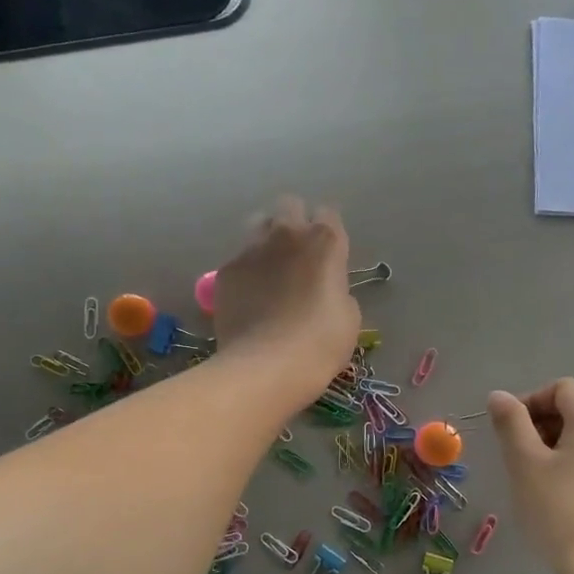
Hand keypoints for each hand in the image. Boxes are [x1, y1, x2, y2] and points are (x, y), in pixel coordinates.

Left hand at [213, 197, 360, 407]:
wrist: (266, 366)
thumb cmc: (320, 343)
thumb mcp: (349, 317)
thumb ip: (338, 289)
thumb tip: (325, 289)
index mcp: (325, 241)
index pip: (329, 213)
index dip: (328, 232)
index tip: (328, 254)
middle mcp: (286, 234)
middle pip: (289, 206)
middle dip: (294, 222)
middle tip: (297, 254)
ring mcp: (251, 249)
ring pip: (258, 225)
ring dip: (266, 240)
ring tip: (269, 271)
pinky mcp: (225, 270)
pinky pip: (238, 259)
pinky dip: (245, 272)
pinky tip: (249, 298)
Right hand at [488, 379, 573, 573]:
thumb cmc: (561, 510)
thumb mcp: (525, 463)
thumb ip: (510, 423)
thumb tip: (499, 396)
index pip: (560, 388)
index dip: (529, 402)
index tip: (507, 432)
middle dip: (540, 424)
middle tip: (516, 456)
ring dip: (555, 445)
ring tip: (534, 477)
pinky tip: (558, 494)